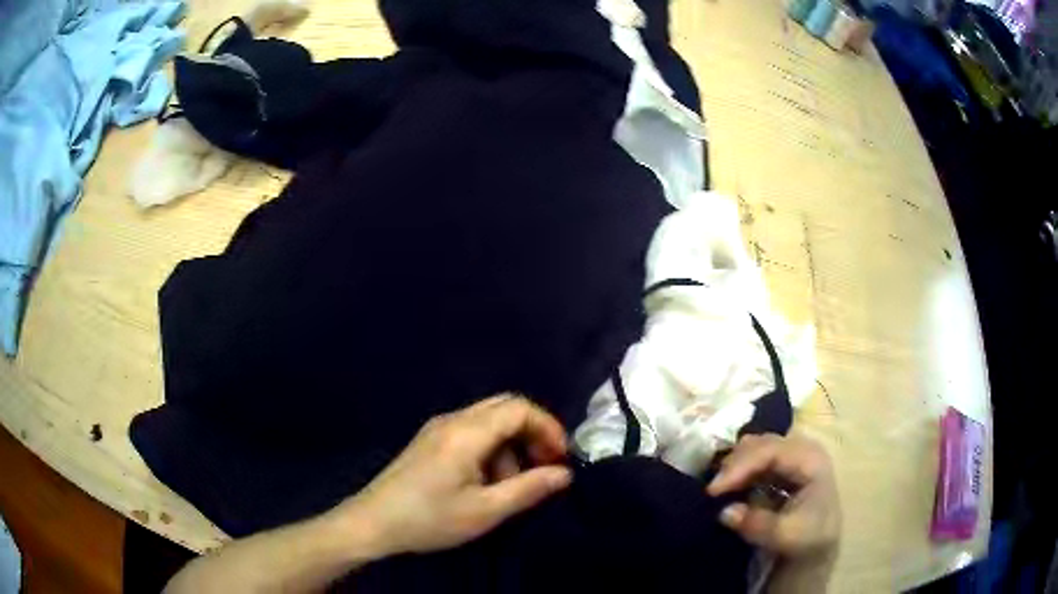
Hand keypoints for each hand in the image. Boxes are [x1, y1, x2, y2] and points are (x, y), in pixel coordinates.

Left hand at [335, 395, 572, 555]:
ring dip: (511, 445)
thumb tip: (564, 474)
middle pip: (504, 407)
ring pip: (489, 420)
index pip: (519, 408)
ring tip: (511, 485)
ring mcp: (437, 428)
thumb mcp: (485, 511)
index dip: (548, 427)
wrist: (373, 522)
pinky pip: (471, 432)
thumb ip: (529, 489)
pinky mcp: (429, 440)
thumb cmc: (430, 518)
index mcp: (466, 432)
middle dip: (532, 433)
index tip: (561, 458)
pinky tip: (485, 482)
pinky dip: (491, 450)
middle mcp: (452, 420)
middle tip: (545, 466)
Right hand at [707, 434, 840, 557]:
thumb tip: (725, 511)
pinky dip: (739, 470)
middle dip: (734, 465)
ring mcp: (792, 453)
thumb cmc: (809, 538)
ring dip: (735, 466)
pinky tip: (730, 487)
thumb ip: (758, 524)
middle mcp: (802, 448)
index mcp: (811, 459)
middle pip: (761, 444)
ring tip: (720, 490)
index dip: (740, 467)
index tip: (713, 490)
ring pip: (755, 447)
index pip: (770, 451)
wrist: (819, 544)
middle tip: (712, 492)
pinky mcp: (782, 463)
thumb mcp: (787, 536)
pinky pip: (755, 457)